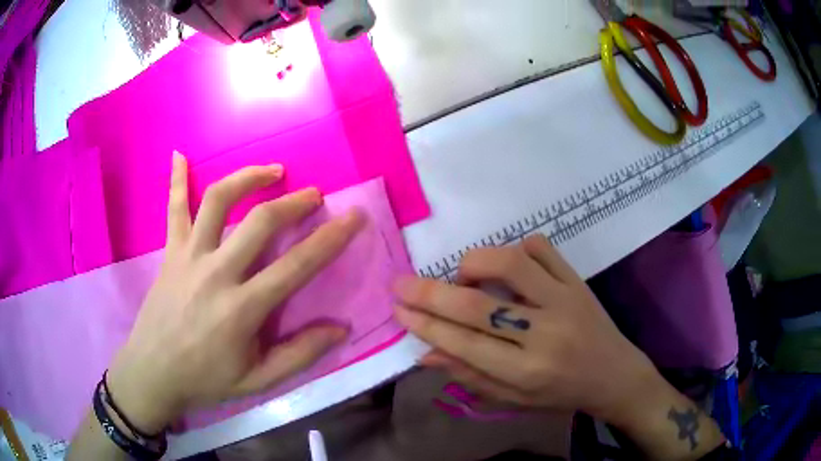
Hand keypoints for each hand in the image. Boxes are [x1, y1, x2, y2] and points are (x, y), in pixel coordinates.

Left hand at [107, 153, 362, 433]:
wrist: (154, 372)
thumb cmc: (207, 379)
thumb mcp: (259, 381)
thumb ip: (300, 354)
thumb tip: (341, 329)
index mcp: (242, 309)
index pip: (296, 265)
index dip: (331, 238)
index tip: (354, 216)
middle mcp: (216, 273)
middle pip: (260, 222)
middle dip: (294, 202)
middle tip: (313, 195)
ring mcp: (189, 257)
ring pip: (217, 201)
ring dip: (247, 178)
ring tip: (271, 171)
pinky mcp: (170, 252)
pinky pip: (173, 209)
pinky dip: (176, 180)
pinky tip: (180, 155)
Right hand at [392, 235, 661, 424]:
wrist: (614, 374)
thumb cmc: (561, 393)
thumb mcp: (513, 398)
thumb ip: (470, 376)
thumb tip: (426, 352)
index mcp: (527, 372)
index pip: (465, 344)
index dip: (426, 325)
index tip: (399, 309)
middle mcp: (545, 333)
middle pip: (478, 306)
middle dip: (430, 294)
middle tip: (401, 284)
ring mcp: (565, 300)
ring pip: (510, 265)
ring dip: (474, 264)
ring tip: (462, 276)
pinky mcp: (577, 280)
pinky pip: (542, 248)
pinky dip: (516, 249)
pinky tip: (508, 266)